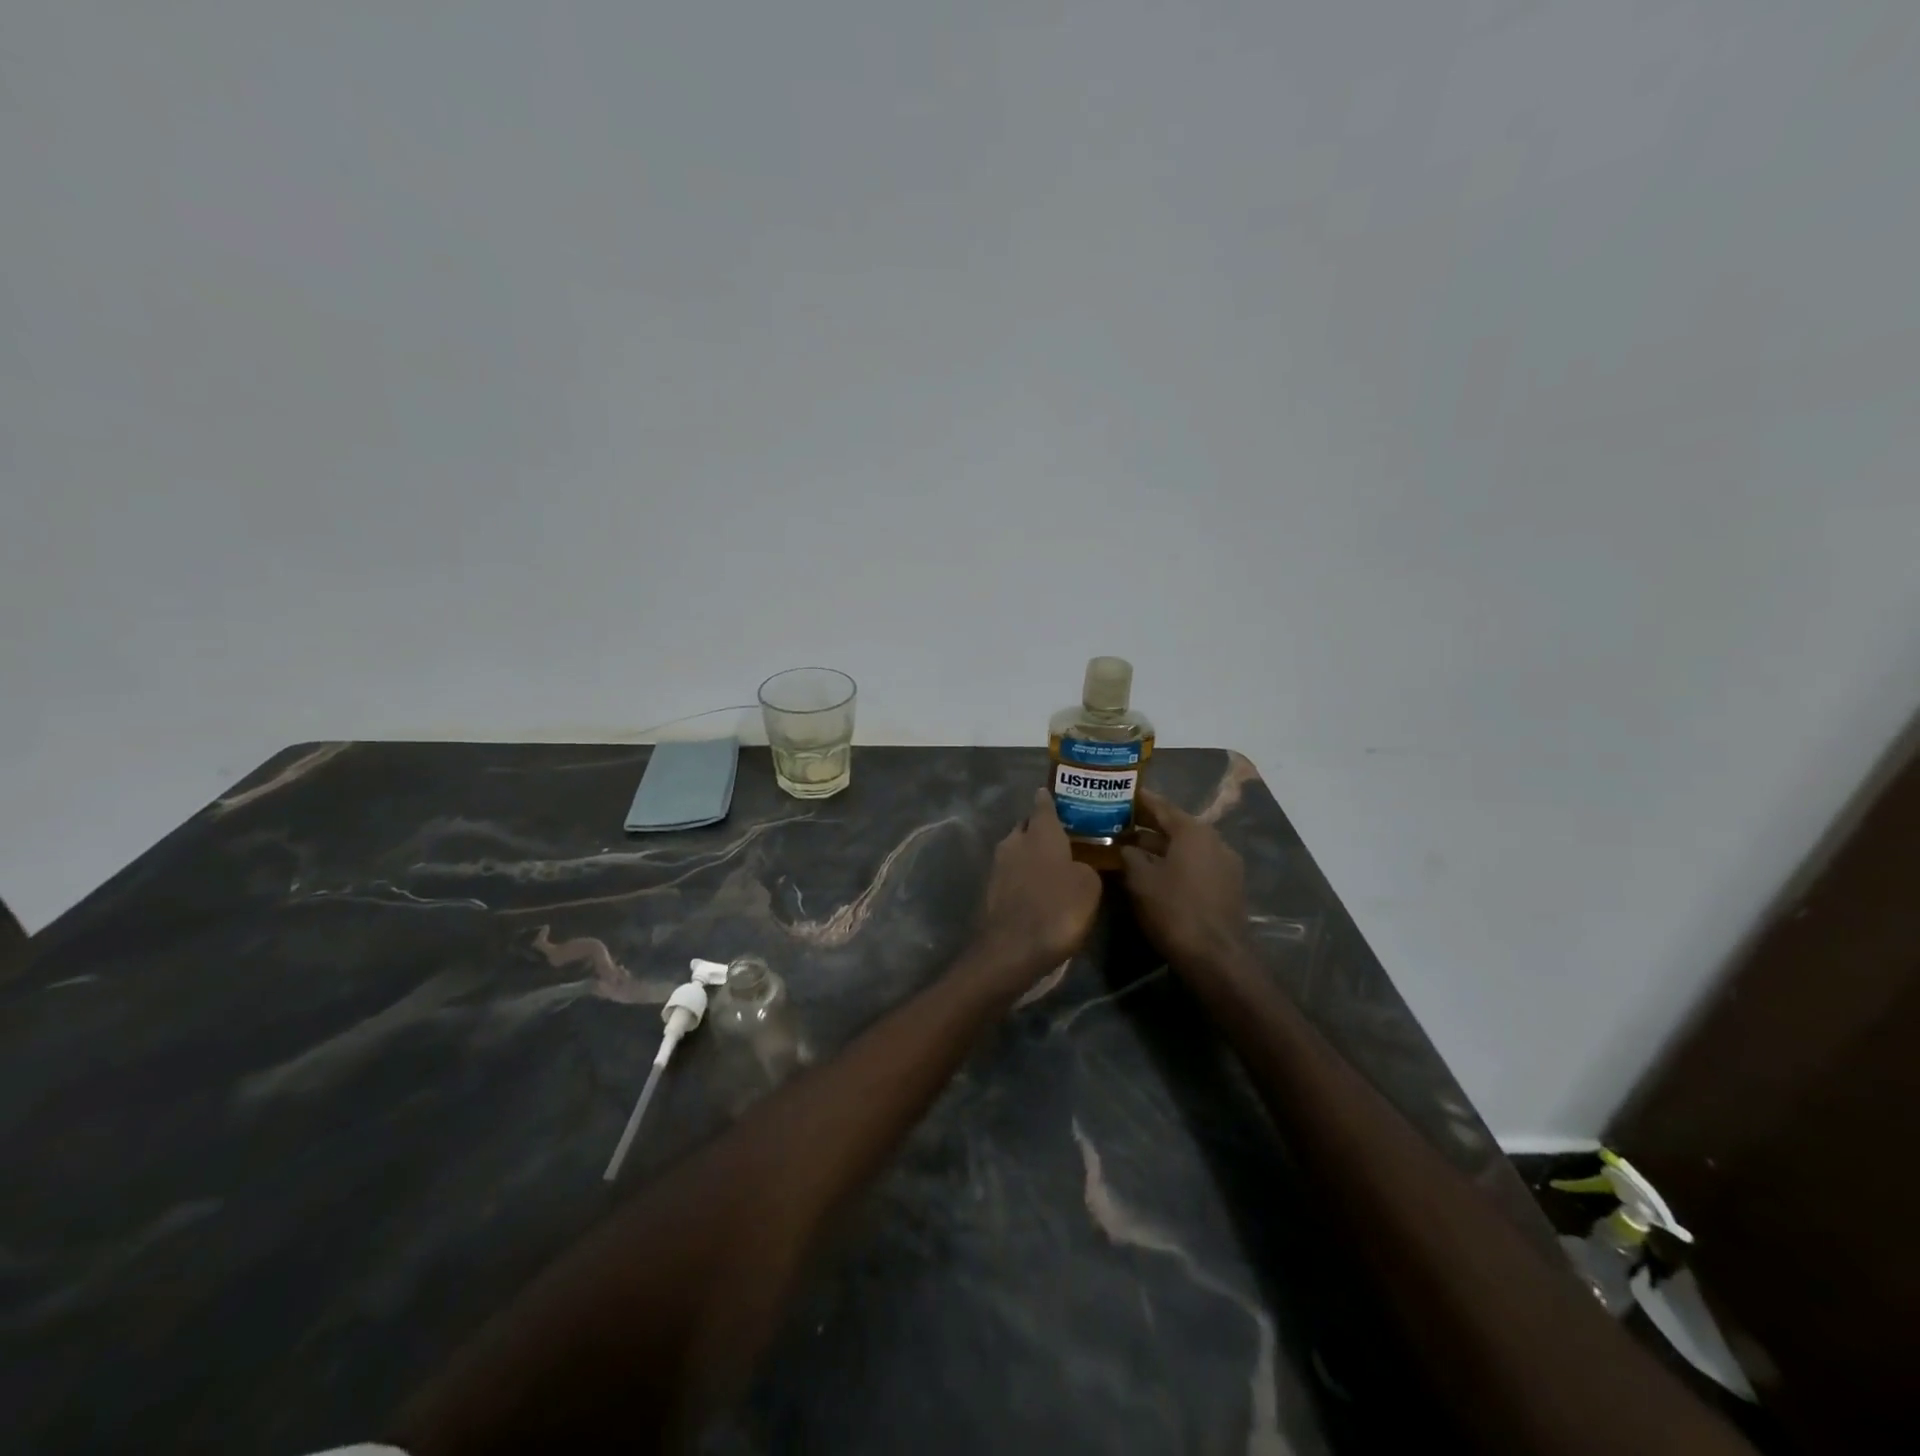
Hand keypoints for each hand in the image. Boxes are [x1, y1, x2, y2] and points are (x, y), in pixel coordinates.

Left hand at [974, 788, 1101, 979]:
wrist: (1012, 949)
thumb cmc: (1056, 909)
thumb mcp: (1089, 886)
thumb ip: (1086, 866)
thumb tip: (1077, 864)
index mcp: (1040, 832)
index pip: (1043, 804)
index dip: (1050, 799)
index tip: (1055, 794)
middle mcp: (1014, 841)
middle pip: (1027, 826)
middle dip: (1041, 828)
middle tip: (1063, 835)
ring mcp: (998, 866)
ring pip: (1017, 849)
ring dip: (1031, 853)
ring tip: (1053, 863)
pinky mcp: (990, 890)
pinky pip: (1011, 872)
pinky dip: (1023, 875)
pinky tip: (1038, 888)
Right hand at [1119, 789, 1250, 969]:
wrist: (1216, 956)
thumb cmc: (1174, 909)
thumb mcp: (1140, 879)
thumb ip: (1129, 855)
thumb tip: (1124, 846)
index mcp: (1193, 831)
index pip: (1161, 806)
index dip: (1139, 800)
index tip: (1120, 794)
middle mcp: (1214, 840)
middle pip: (1175, 825)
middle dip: (1147, 824)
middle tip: (1119, 822)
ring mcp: (1225, 863)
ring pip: (1186, 846)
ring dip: (1160, 845)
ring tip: (1131, 848)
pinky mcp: (1227, 885)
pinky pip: (1196, 863)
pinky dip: (1175, 862)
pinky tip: (1155, 871)